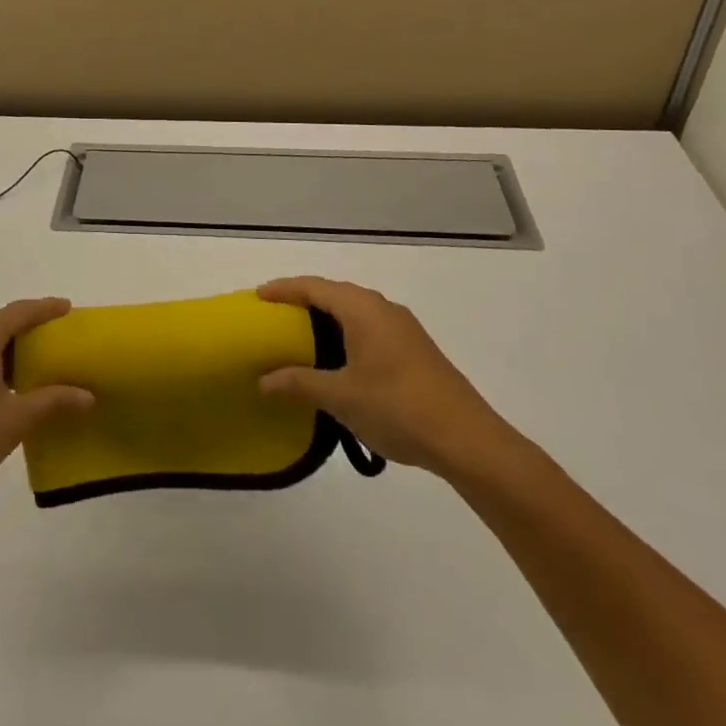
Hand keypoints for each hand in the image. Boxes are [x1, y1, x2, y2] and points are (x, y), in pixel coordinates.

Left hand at [0, 298, 91, 520]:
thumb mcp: (15, 421)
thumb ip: (53, 401)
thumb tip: (88, 396)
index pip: (18, 312)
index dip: (44, 308)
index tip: (68, 308)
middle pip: (0, 323)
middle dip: (30, 327)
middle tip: (60, 337)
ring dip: (12, 348)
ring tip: (42, 361)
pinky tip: (12, 385)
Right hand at [257, 277, 522, 480]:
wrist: (467, 439)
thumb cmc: (397, 407)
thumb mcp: (341, 397)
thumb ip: (299, 383)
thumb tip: (264, 380)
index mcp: (362, 309)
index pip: (314, 287)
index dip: (284, 289)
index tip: (258, 296)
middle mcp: (383, 308)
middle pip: (335, 294)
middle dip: (304, 301)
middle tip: (275, 316)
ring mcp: (403, 328)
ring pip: (355, 311)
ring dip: (327, 319)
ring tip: (301, 337)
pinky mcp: (416, 349)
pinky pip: (370, 328)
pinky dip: (346, 334)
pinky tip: (339, 361)